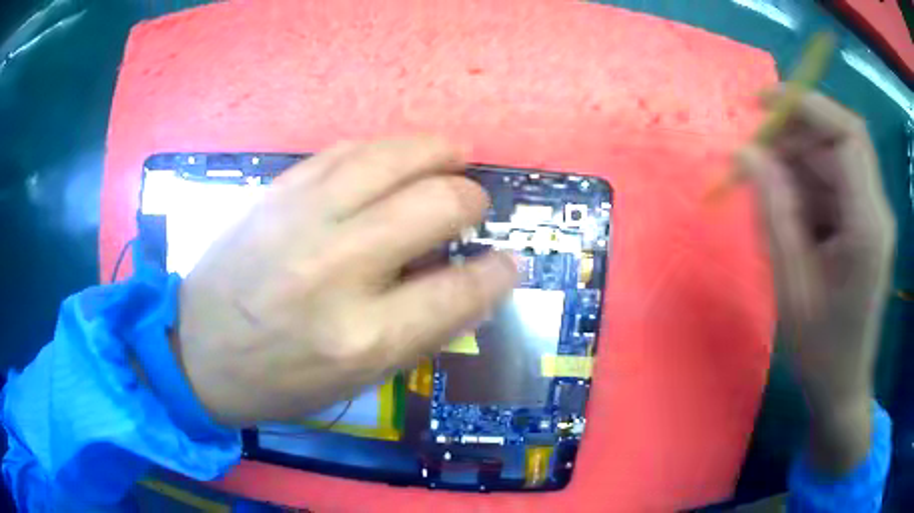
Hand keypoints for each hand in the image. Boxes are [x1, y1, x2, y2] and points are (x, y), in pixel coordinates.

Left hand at [173, 137, 516, 426]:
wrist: (196, 349)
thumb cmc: (279, 379)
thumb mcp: (358, 379)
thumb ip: (420, 330)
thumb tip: (471, 283)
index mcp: (364, 335)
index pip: (461, 289)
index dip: (498, 272)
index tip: (508, 263)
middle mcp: (339, 268)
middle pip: (437, 203)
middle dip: (471, 199)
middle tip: (474, 205)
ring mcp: (302, 219)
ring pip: (393, 156)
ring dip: (438, 150)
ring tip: (456, 153)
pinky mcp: (277, 192)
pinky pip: (346, 149)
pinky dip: (385, 147)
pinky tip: (398, 154)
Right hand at [737, 89, 894, 472]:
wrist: (842, 386)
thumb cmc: (820, 348)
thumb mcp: (791, 284)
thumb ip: (773, 211)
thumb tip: (747, 153)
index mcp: (866, 225)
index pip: (846, 135)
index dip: (807, 106)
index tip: (763, 103)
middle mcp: (876, 210)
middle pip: (840, 142)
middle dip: (797, 136)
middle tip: (756, 152)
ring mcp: (873, 218)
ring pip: (835, 163)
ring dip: (799, 166)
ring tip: (767, 191)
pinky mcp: (865, 227)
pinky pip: (835, 188)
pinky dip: (808, 189)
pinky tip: (789, 216)